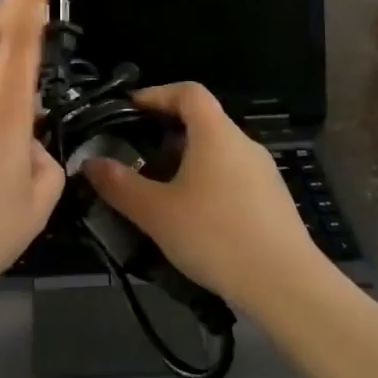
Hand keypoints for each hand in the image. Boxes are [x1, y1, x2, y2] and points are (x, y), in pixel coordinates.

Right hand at [84, 83, 327, 315]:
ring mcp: (264, 172)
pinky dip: (208, 184)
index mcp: (216, 134)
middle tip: (138, 158)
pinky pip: (233, 178)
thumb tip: (90, 163)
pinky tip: (195, 219)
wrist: (286, 285)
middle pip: (203, 122)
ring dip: (187, 163)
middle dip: (167, 134)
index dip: (157, 94)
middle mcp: (244, 144)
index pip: (188, 92)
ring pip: (218, 153)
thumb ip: (120, 185)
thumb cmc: (215, 236)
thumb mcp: (156, 212)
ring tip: (161, 192)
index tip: (130, 109)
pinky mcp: (274, 201)